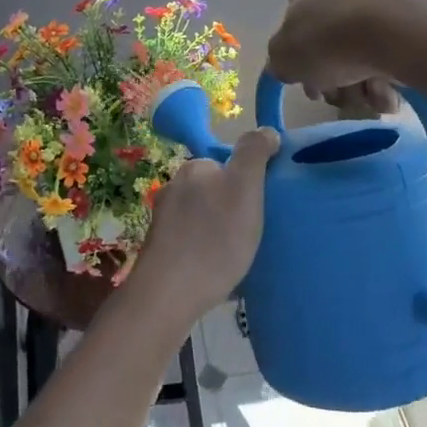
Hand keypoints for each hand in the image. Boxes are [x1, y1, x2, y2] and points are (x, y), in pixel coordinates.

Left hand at [129, 128, 278, 325]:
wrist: (168, 295)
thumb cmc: (213, 238)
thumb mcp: (244, 188)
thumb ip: (254, 153)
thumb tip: (266, 130)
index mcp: (194, 168)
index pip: (227, 164)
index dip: (248, 183)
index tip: (263, 208)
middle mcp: (174, 186)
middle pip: (214, 190)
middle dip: (232, 207)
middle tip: (255, 233)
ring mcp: (163, 219)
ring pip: (202, 217)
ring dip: (219, 230)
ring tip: (238, 256)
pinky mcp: (160, 249)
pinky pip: (192, 241)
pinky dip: (206, 250)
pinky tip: (217, 271)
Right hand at [267, 0, 399, 115]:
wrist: (392, 33)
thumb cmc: (326, 41)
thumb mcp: (283, 57)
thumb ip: (277, 64)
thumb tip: (286, 68)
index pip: (293, 32)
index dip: (298, 64)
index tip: (308, 86)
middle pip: (327, 53)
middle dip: (331, 83)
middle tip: (335, 95)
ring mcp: (374, 12)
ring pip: (357, 64)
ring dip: (357, 90)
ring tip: (365, 95)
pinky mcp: (404, 31)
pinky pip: (386, 66)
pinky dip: (383, 85)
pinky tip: (386, 91)